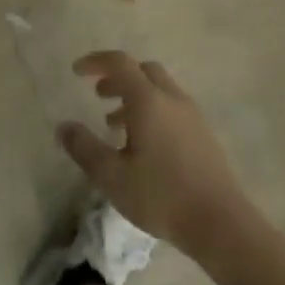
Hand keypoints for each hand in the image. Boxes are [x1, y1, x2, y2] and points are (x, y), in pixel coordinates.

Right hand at [58, 51, 249, 257]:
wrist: (220, 222)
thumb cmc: (161, 195)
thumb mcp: (112, 176)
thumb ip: (85, 148)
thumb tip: (63, 127)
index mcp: (148, 100)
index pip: (120, 63)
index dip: (96, 61)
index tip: (77, 71)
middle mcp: (172, 98)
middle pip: (143, 71)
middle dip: (118, 77)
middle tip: (99, 95)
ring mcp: (192, 115)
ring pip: (160, 90)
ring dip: (135, 97)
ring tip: (116, 126)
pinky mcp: (204, 134)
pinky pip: (172, 108)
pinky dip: (153, 111)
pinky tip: (145, 146)